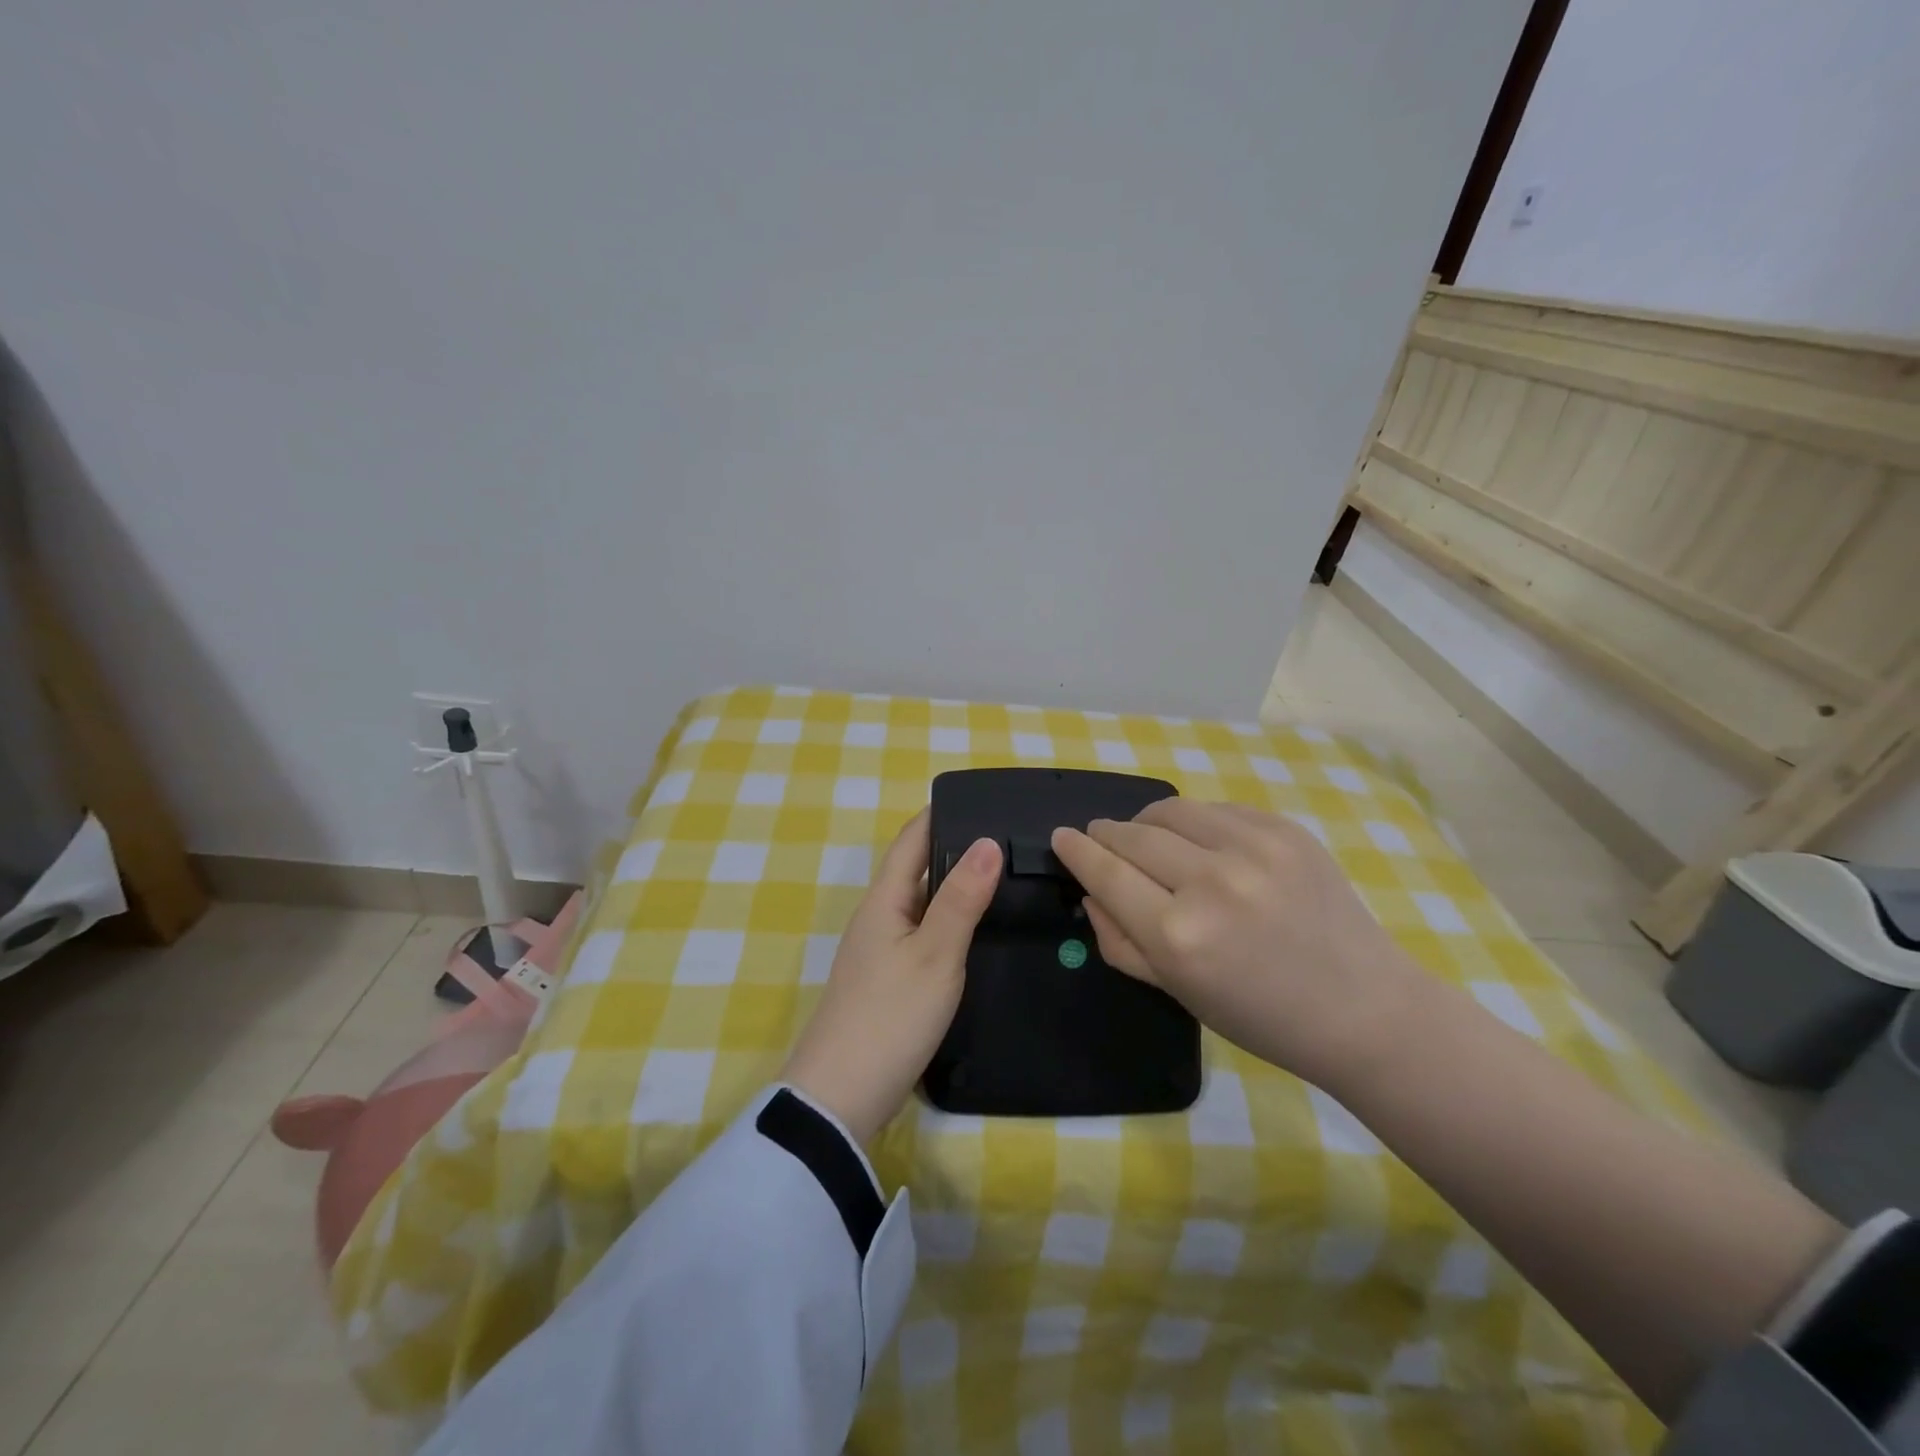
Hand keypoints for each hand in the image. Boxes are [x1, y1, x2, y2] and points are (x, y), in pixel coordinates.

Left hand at [782, 810, 1002, 1142]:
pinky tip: (977, 931)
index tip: (982, 799)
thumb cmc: (889, 1016)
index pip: (911, 839)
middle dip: (956, 848)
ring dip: (955, 887)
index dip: (941, 814)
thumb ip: (961, 899)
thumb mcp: (934, 955)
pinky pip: (923, 934)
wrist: (840, 1097)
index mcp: (884, 900)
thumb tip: (987, 841)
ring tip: (1005, 878)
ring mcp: (881, 951)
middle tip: (1009, 839)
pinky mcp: (889, 982)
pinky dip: (950, 922)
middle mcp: (878, 917)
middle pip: (917, 869)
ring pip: (922, 904)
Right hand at [1050, 800, 1420, 1090]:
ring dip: (1146, 820)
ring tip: (1147, 836)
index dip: (1077, 851)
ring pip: (1170, 809)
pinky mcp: (1284, 830)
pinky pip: (1215, 809)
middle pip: (1131, 835)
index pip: (1105, 873)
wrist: (1363, 1008)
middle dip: (1106, 834)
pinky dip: (1194, 821)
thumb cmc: (1260, 1016)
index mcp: (1177, 936)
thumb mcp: (1176, 992)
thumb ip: (1120, 941)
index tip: (1062, 837)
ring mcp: (1252, 849)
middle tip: (1101, 838)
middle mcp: (1210, 883)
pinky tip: (1201, 842)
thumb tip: (1091, 892)